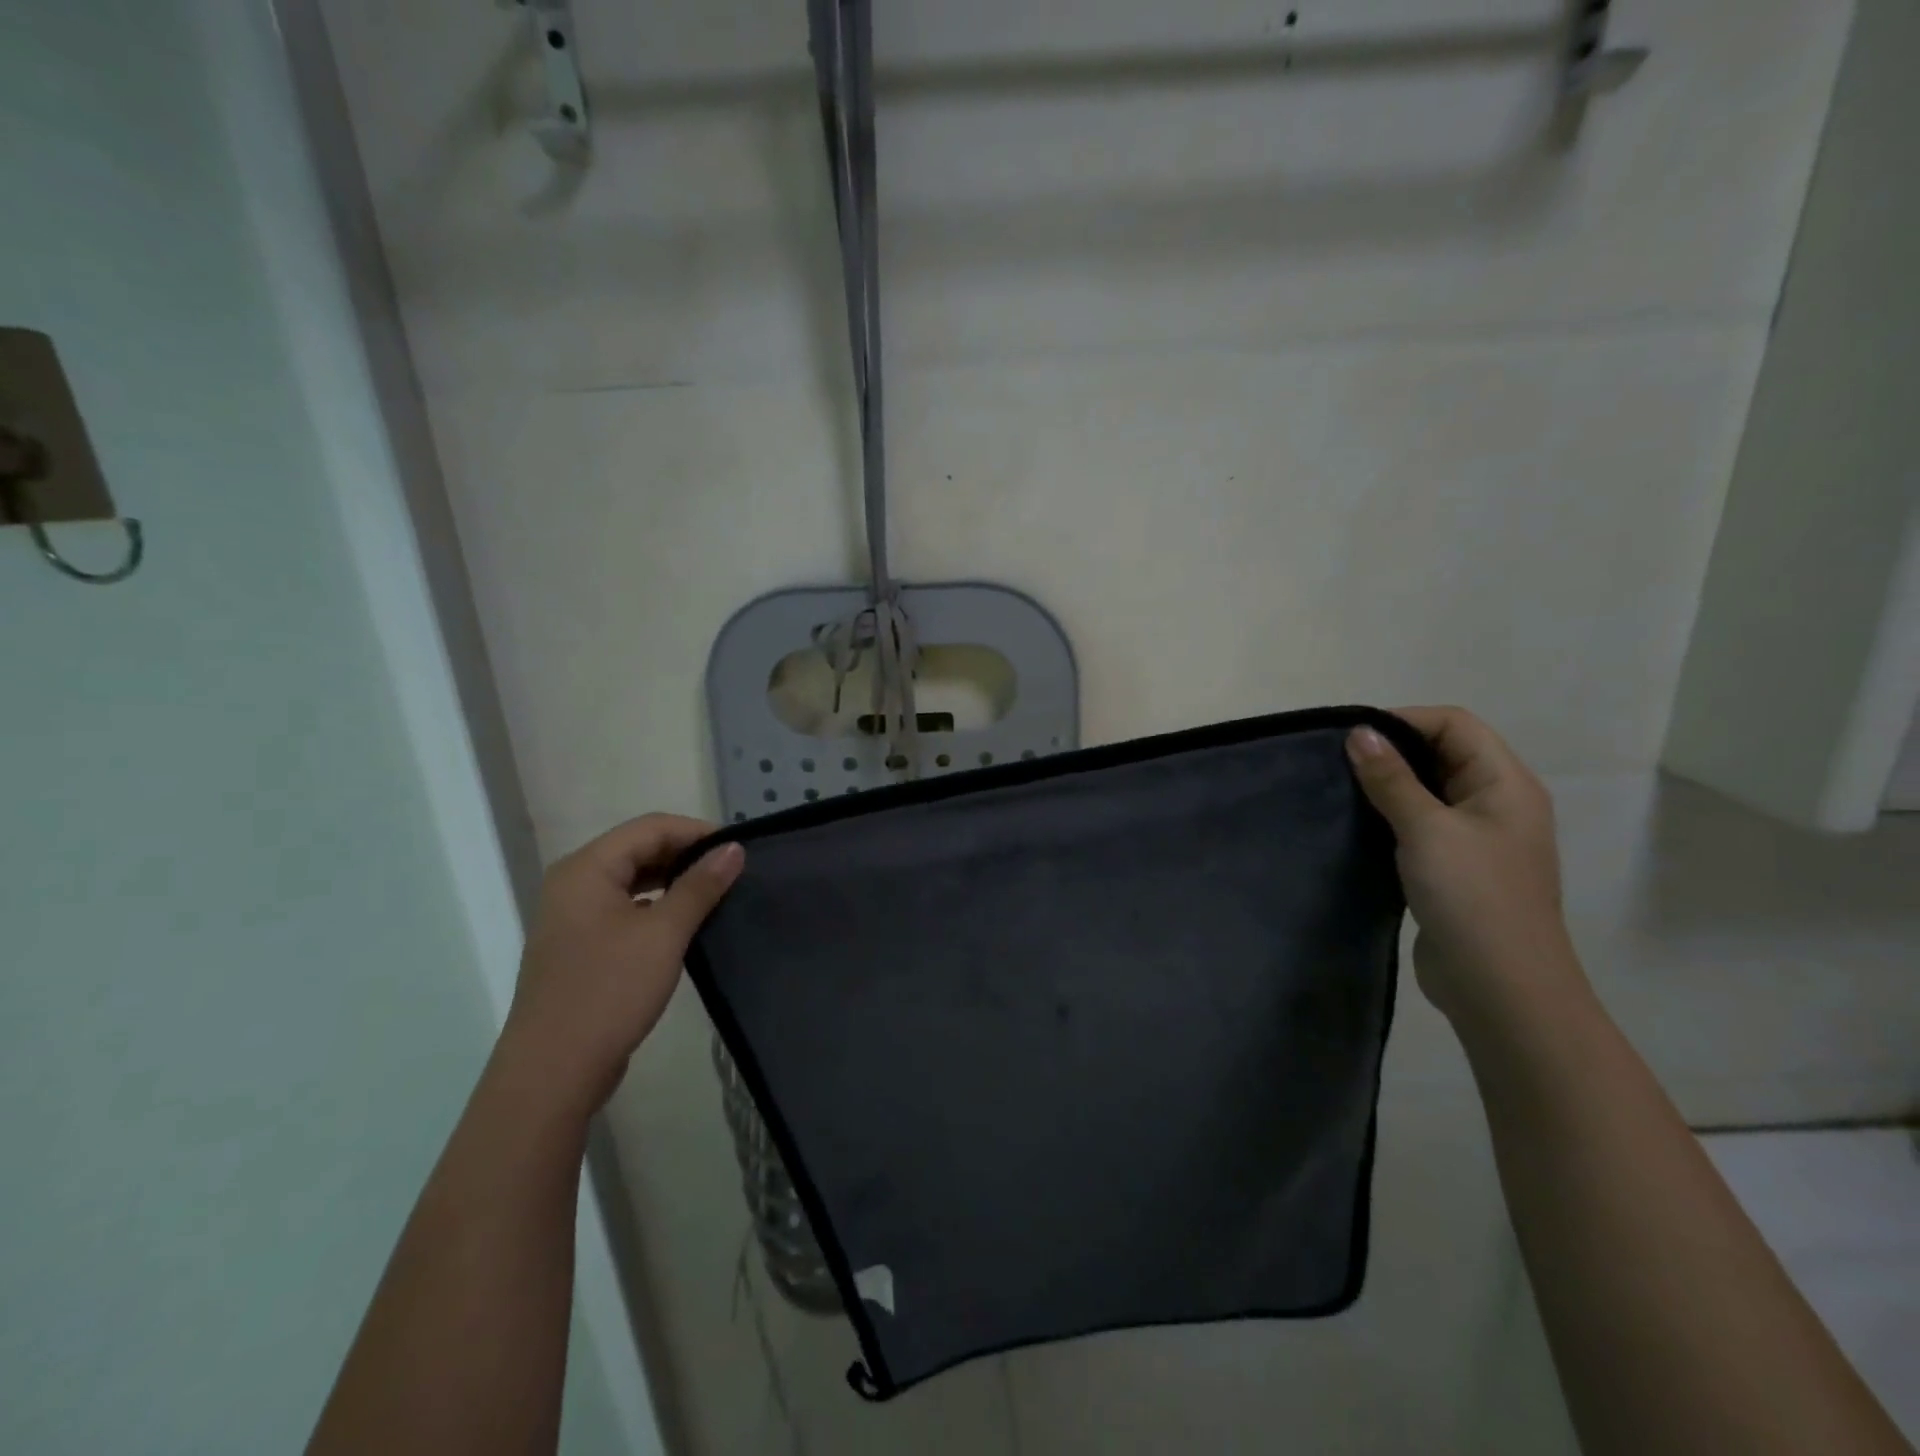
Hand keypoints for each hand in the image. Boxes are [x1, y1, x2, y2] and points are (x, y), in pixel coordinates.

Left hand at [503, 814, 744, 1113]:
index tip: (738, 849)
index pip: (650, 827)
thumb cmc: (609, 991)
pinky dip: (656, 906)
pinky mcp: (580, 946)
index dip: (697, 832)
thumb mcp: (664, 933)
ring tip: (715, 894)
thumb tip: (734, 848)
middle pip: (638, 849)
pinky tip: (684, 924)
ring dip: (673, 881)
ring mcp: (573, 917)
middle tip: (732, 871)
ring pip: (631, 880)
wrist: (553, 1072)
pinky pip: (623, 908)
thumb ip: (700, 885)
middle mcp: (573, 883)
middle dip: (686, 855)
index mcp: (586, 868)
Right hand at [1345, 707, 1580, 1021]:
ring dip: (1388, 787)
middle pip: (1442, 754)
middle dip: (1392, 752)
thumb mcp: (1426, 829)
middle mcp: (1496, 803)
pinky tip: (1358, 827)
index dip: (1404, 721)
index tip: (1351, 738)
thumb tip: (1359, 732)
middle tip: (1338, 763)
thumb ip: (1391, 779)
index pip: (1455, 725)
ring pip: (1428, 791)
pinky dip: (1391, 818)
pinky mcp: (1455, 868)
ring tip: (1341, 791)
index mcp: (1505, 784)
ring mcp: (1477, 838)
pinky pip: (1421, 825)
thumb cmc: (1471, 896)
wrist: (1500, 986)